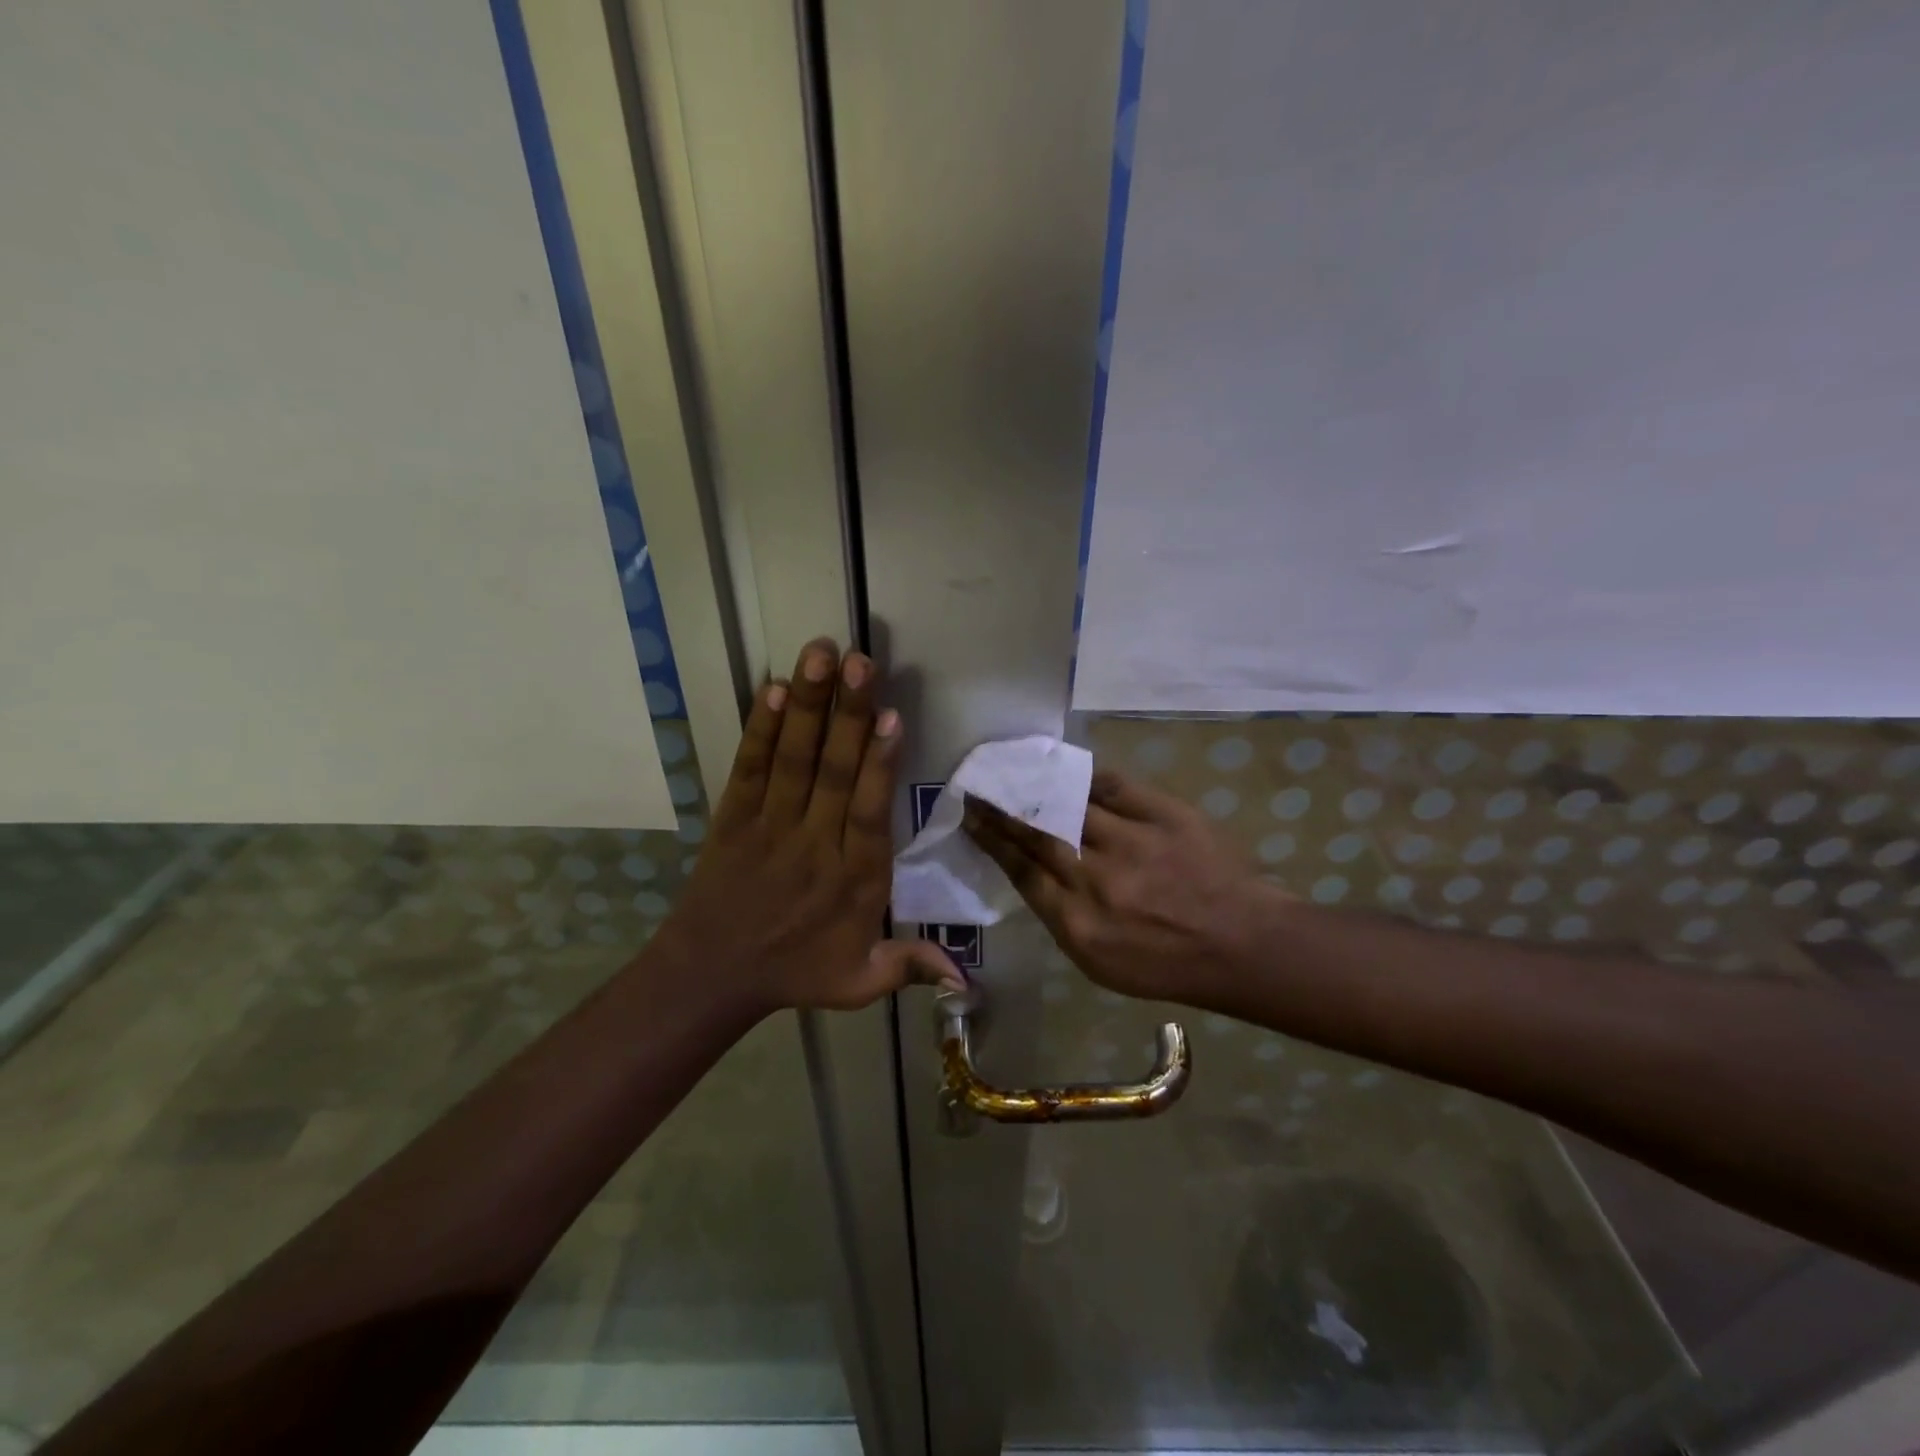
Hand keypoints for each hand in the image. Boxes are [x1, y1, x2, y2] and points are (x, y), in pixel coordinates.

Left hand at [663, 639, 964, 1012]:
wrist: (711, 975)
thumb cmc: (795, 972)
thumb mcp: (859, 982)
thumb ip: (911, 967)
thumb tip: (968, 979)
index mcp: (854, 878)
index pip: (870, 812)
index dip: (880, 764)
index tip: (891, 718)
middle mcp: (814, 842)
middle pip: (834, 772)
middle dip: (848, 714)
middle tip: (860, 661)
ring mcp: (770, 825)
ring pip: (793, 758)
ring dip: (807, 705)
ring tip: (819, 654)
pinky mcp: (734, 816)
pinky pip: (749, 767)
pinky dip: (758, 728)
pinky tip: (771, 688)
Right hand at [963, 767, 1277, 1005]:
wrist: (1242, 944)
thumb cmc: (1167, 965)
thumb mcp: (1099, 962)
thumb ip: (1060, 917)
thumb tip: (1031, 873)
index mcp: (1078, 922)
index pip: (1021, 870)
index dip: (991, 840)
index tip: (970, 818)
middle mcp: (1097, 878)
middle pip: (1037, 834)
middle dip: (1001, 808)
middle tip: (977, 786)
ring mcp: (1132, 841)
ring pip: (1069, 805)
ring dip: (1034, 787)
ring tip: (1012, 771)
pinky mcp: (1164, 814)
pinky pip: (1114, 785)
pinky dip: (1086, 775)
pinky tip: (1065, 767)